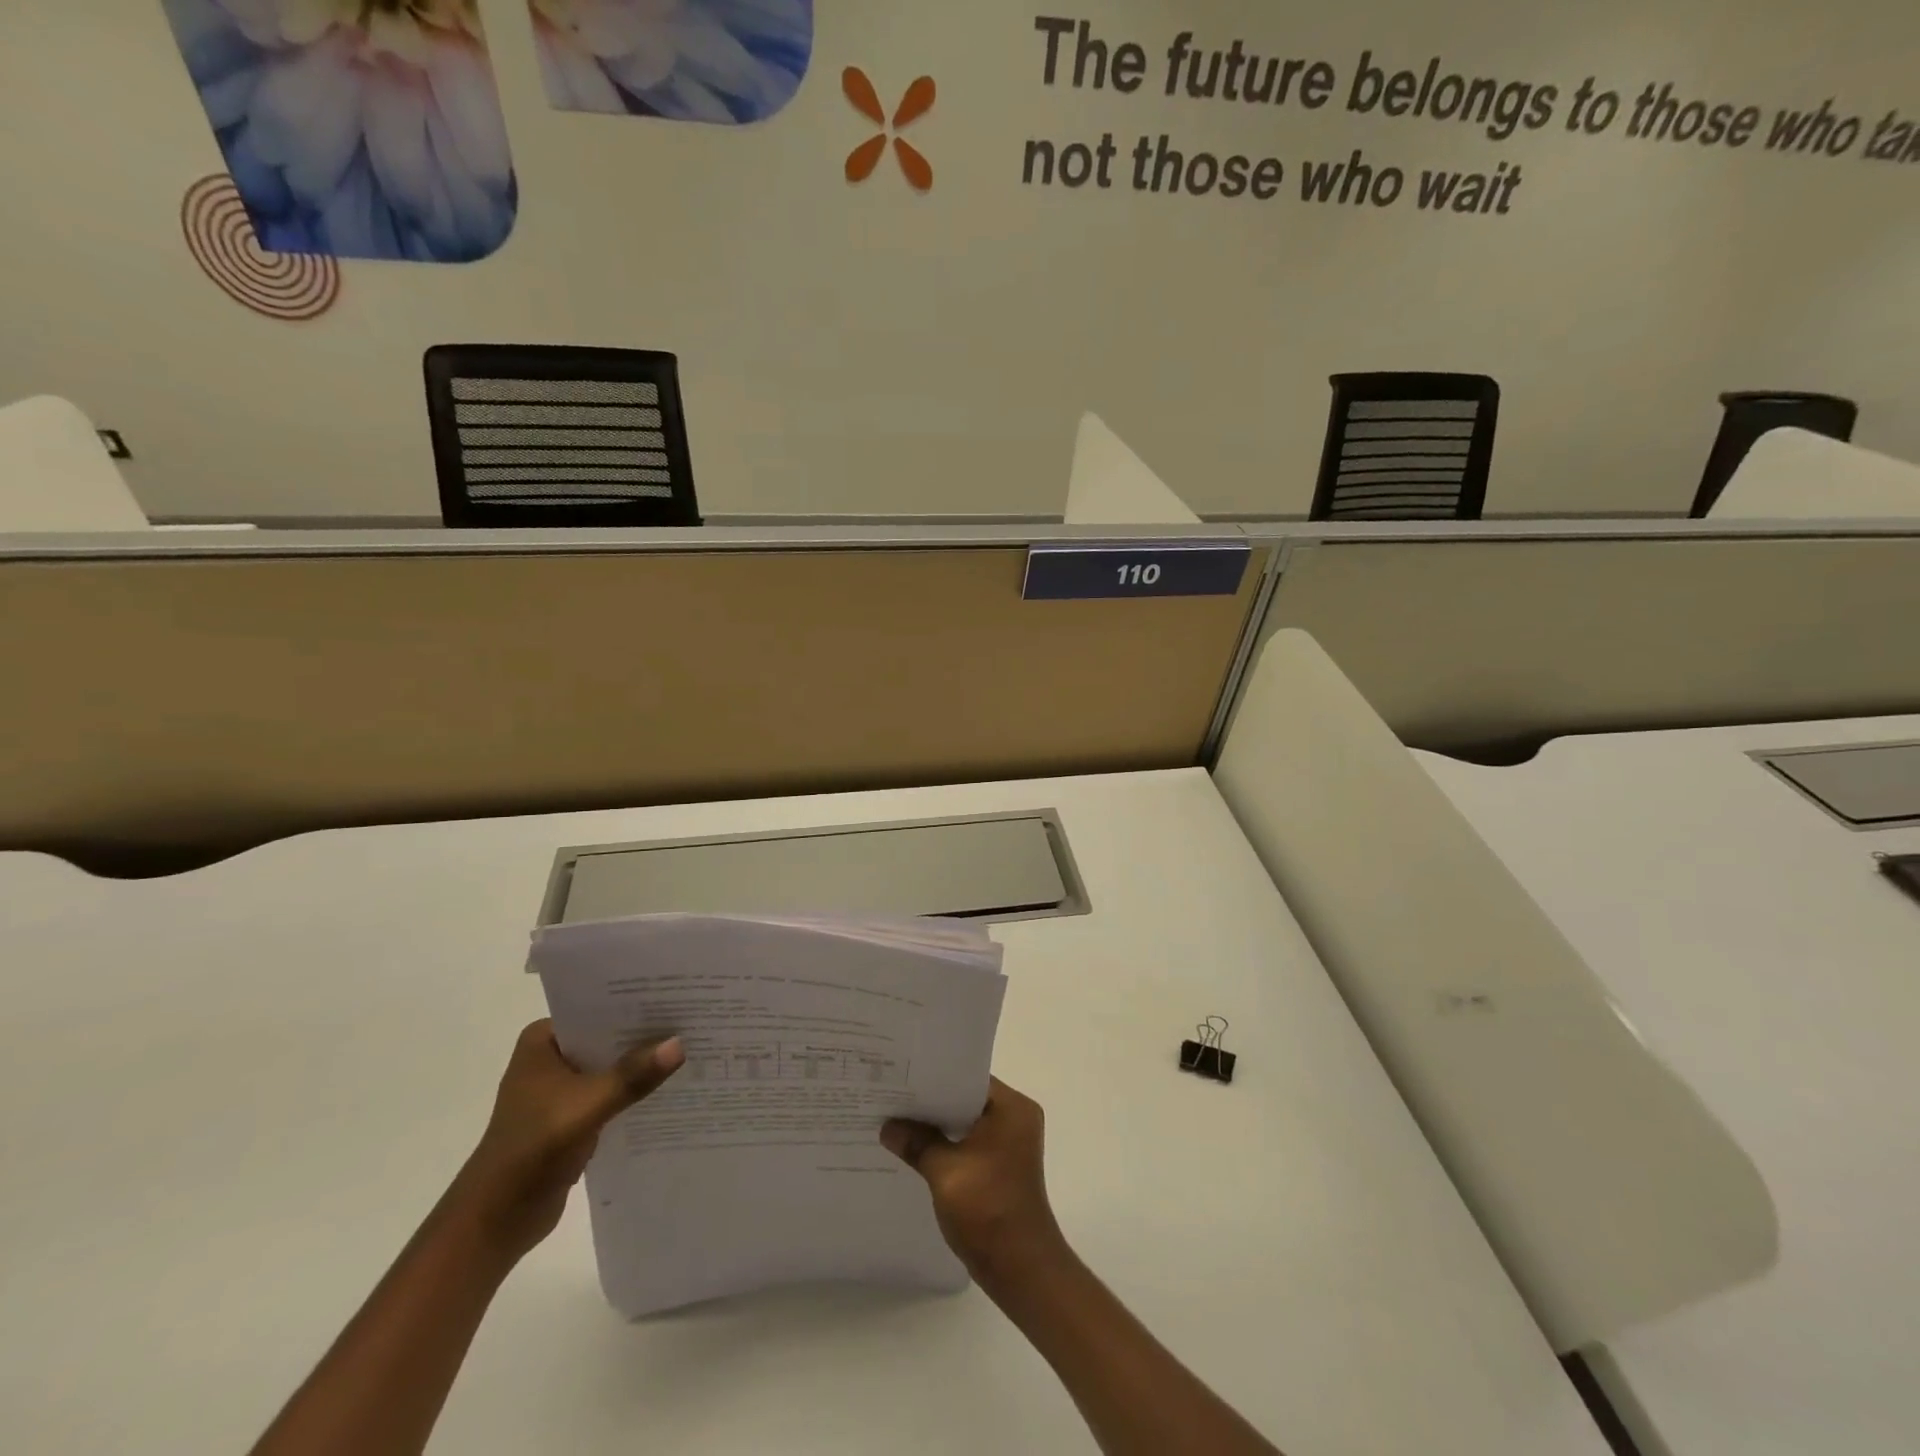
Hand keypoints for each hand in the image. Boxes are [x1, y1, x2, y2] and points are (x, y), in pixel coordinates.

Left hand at [449, 1020, 683, 1265]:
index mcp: (543, 1041)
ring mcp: (561, 1089)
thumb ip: (632, 1076)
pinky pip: (613, 1093)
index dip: (638, 1003)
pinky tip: (672, 1088)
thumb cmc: (531, 1151)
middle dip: (646, 1035)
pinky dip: (635, 1092)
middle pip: (609, 1037)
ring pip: (613, 1066)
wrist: (494, 1222)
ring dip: (643, 1065)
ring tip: (692, 1049)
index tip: (680, 996)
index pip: (599, 1009)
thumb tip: (680, 1044)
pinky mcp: (573, 1117)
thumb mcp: (587, 1106)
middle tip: (695, 1020)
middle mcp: (552, 1057)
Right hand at [881, 1078, 1066, 1282]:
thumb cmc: (988, 1211)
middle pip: (966, 1099)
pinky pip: (968, 1143)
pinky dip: (946, 1145)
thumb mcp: (945, 1172)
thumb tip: (888, 1126)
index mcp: (1012, 1107)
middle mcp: (1016, 1118)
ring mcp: (1010, 1144)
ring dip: (936, 1125)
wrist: (1021, 1269)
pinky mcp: (1001, 1166)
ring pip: (965, 1122)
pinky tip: (915, 1149)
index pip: (968, 1077)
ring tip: (896, 1119)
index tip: (901, 1074)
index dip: (934, 1076)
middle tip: (891, 1094)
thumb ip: (917, 1142)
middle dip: (931, 1101)